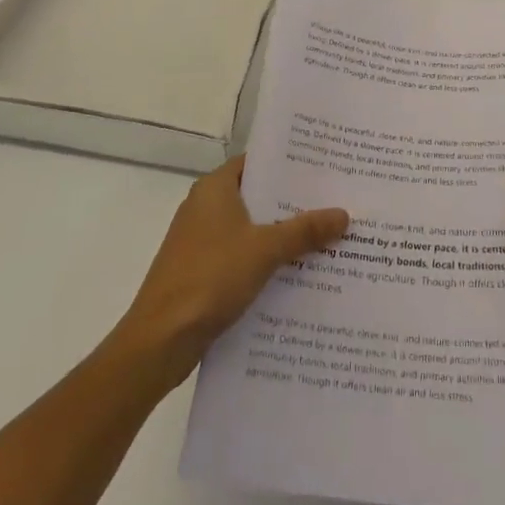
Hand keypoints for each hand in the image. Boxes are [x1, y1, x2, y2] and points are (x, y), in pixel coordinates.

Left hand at [115, 156, 347, 385]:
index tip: (323, 167)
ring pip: (250, 229)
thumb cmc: (210, 278)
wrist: (159, 341)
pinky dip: (265, 262)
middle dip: (292, 203)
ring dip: (281, 236)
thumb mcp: (265, 250)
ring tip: (325, 237)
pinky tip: (296, 274)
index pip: (257, 162)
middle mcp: (204, 207)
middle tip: (333, 202)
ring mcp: (200, 242)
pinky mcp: (200, 273)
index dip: (288, 163)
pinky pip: (241, 257)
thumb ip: (304, 230)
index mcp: (214, 188)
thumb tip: (344, 213)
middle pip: (256, 196)